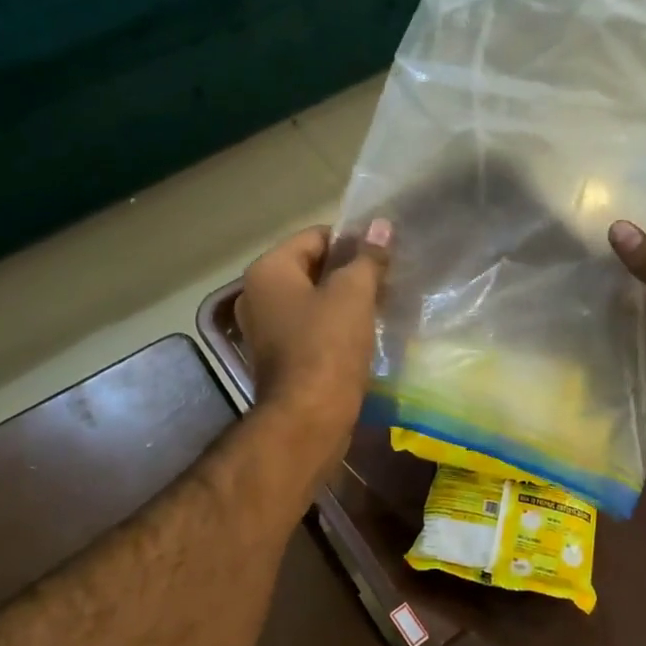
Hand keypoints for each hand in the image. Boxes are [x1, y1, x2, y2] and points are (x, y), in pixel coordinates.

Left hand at [236, 221, 391, 449]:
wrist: (307, 419)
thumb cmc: (327, 347)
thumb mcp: (353, 294)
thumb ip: (368, 258)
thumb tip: (381, 226)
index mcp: (268, 271)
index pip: (315, 237)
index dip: (352, 241)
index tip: (384, 254)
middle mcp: (257, 295)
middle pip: (312, 268)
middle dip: (350, 272)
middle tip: (387, 280)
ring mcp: (266, 329)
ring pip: (313, 300)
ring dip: (345, 301)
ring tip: (381, 306)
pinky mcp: (280, 357)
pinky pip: (311, 328)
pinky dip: (335, 326)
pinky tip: (364, 334)